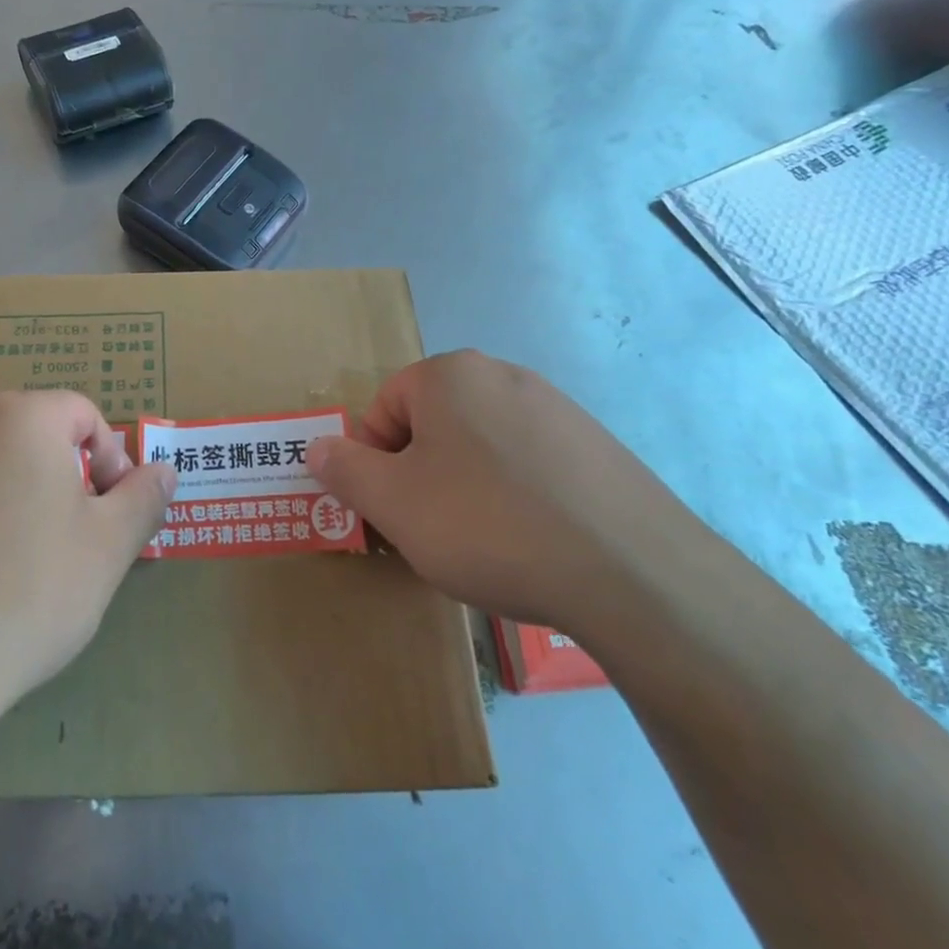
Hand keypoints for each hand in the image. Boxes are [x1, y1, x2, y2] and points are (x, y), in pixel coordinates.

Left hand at [0, 391, 177, 710]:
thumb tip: (163, 471)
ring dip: (20, 497)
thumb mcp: (108, 546)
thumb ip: (143, 498)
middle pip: (34, 435)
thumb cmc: (28, 592)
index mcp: (21, 417)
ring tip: (24, 563)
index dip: (110, 460)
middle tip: (74, 540)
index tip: (110, 516)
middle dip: (65, 478)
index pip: (83, 414)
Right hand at [306, 352, 697, 632]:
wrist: (633, 574)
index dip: (374, 462)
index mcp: (450, 375)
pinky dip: (516, 497)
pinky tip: (533, 542)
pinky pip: (530, 465)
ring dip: (465, 487)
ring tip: (483, 544)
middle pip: (432, 424)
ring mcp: (558, 409)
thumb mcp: (393, 504)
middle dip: (419, 475)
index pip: (383, 408)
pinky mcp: (598, 447)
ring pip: (481, 446)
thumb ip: (343, 469)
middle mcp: (503, 375)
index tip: (391, 512)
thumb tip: (316, 447)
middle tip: (430, 531)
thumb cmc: (488, 526)